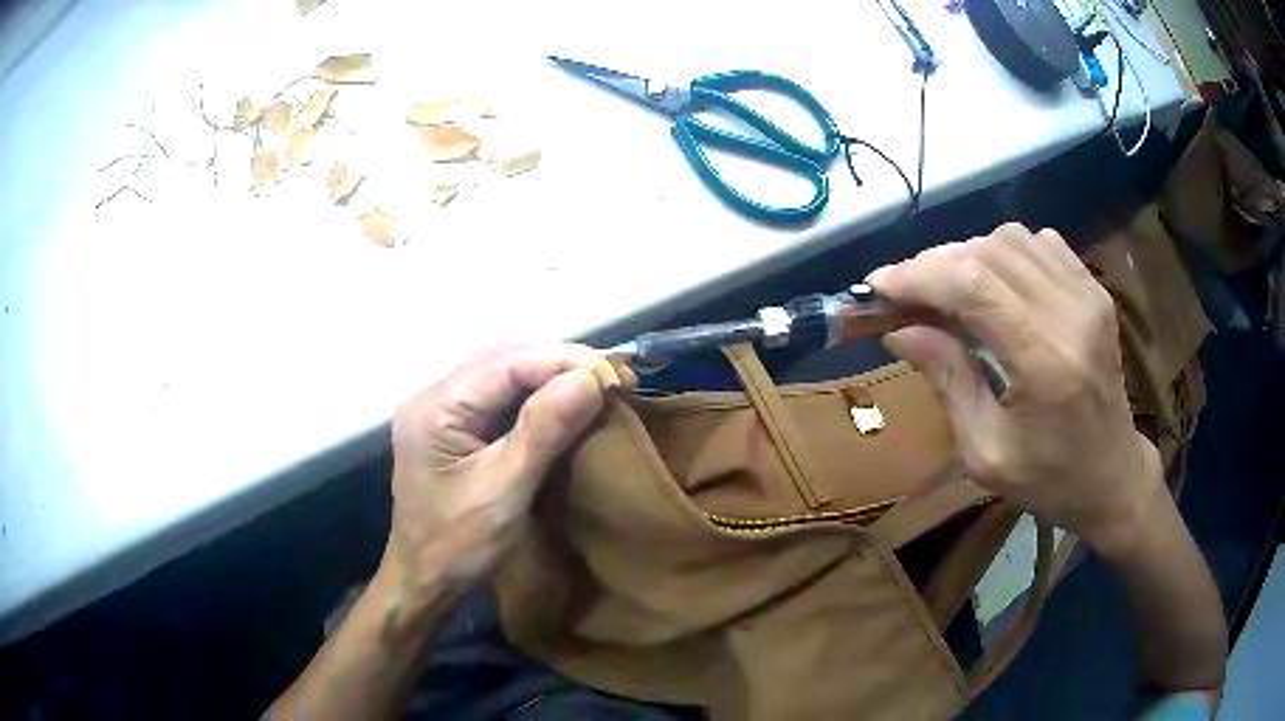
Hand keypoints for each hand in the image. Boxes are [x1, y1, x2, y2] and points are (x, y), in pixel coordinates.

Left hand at [380, 343, 610, 608]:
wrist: (424, 580)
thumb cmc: (458, 546)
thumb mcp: (503, 492)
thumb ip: (542, 432)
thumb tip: (589, 379)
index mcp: (435, 408)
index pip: (505, 361)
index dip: (562, 360)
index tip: (614, 374)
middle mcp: (435, 395)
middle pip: (502, 354)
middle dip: (559, 360)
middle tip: (611, 377)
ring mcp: (443, 408)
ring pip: (503, 367)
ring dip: (550, 370)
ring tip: (595, 383)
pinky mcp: (456, 424)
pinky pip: (501, 391)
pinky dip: (537, 390)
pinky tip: (565, 399)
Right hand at [867, 223, 1163, 553]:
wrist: (1113, 476)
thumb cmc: (1049, 480)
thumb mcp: (986, 453)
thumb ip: (948, 382)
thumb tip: (899, 329)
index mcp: (1046, 362)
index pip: (973, 286)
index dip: (918, 276)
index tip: (877, 287)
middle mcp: (1071, 313)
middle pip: (987, 253)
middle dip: (934, 264)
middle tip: (904, 293)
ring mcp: (1088, 294)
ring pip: (1011, 238)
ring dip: (968, 255)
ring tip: (947, 290)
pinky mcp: (1094, 289)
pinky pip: (1039, 243)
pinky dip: (1004, 252)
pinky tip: (994, 282)